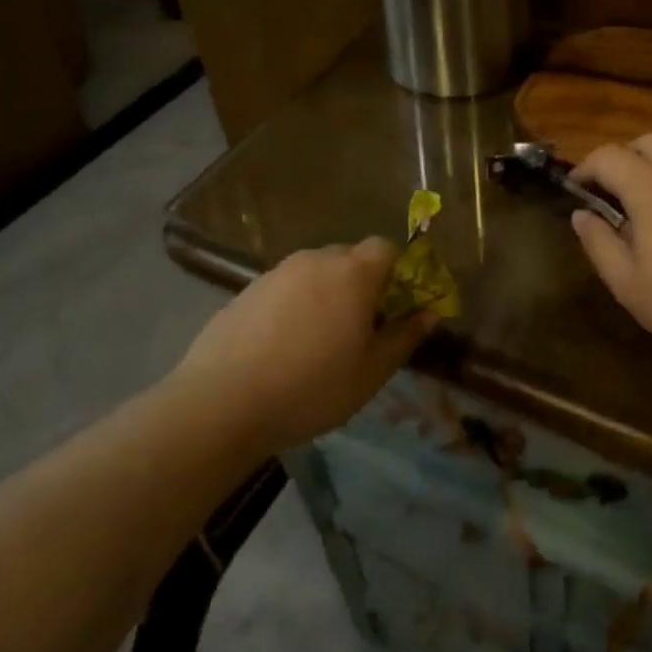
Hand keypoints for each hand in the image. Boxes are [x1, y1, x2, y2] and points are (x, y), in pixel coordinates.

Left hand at [174, 239, 436, 451]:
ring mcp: (276, 273)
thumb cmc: (312, 387)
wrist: (222, 403)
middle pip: (350, 258)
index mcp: (352, 273)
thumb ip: (405, 336)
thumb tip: (429, 313)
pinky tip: (284, 347)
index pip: (387, 248)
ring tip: (319, 343)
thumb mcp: (372, 371)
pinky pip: (286, 289)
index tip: (396, 308)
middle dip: (363, 285)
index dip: (398, 272)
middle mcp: (315, 261)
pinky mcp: (246, 291)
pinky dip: (295, 307)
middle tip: (361, 330)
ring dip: (327, 296)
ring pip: (316, 274)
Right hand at [571, 136, 651, 373]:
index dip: (586, 166)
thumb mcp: (627, 284)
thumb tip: (581, 215)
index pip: (609, 156)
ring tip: (650, 198)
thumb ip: (598, 244)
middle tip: (611, 191)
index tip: (577, 188)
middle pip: (648, 142)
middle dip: (622, 158)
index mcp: (651, 190)